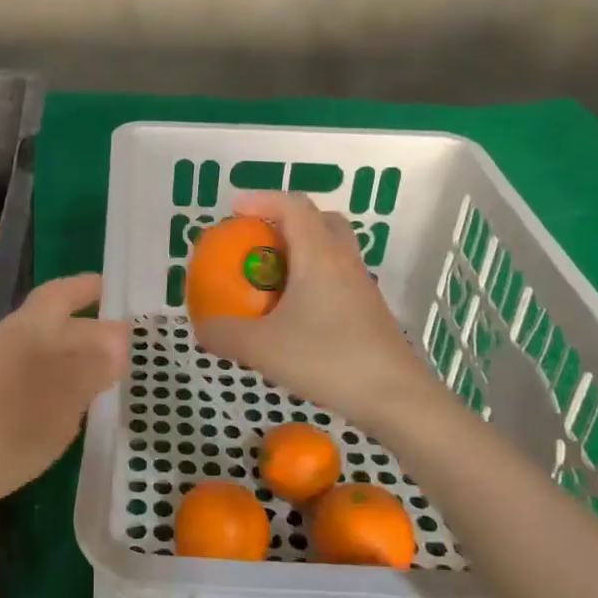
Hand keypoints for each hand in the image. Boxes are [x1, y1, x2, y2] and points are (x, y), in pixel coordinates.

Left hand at [0, 274, 127, 540]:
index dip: (89, 288)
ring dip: (72, 354)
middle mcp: (10, 342)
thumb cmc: (7, 425)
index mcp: (30, 328)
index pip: (64, 294)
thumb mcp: (64, 393)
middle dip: (82, 320)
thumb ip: (94, 363)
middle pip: (51, 320)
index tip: (116, 289)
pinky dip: (58, 387)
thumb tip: (120, 339)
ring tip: (106, 371)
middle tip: (119, 332)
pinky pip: (33, 383)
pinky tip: (72, 412)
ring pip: (42, 351)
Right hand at [193, 191, 438, 430]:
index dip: (262, 199)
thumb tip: (201, 327)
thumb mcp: (263, 349)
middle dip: (285, 221)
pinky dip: (312, 281)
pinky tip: (294, 314)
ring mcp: (361, 286)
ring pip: (332, 250)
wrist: (397, 398)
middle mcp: (344, 261)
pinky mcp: (369, 312)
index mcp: (319, 255)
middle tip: (257, 241)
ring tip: (271, 278)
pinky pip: (337, 278)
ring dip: (301, 252)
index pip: (293, 205)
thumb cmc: (328, 360)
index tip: (234, 210)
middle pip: (319, 220)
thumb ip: (225, 334)